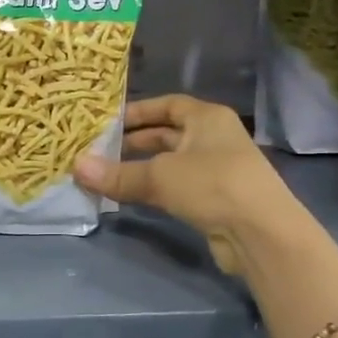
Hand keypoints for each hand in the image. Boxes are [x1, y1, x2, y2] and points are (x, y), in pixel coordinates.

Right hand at [74, 94, 303, 273]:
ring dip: (142, 168)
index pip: (168, 105)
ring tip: (108, 174)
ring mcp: (217, 169)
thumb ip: (118, 173)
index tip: (107, 121)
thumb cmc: (212, 185)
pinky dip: (155, 188)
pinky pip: (177, 186)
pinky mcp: (216, 199)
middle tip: (100, 150)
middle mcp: (214, 138)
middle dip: (135, 142)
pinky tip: (132, 196)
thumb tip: (76, 167)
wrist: (261, 233)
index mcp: (207, 118)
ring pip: (171, 162)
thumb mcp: (159, 176)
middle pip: (168, 134)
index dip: (138, 111)